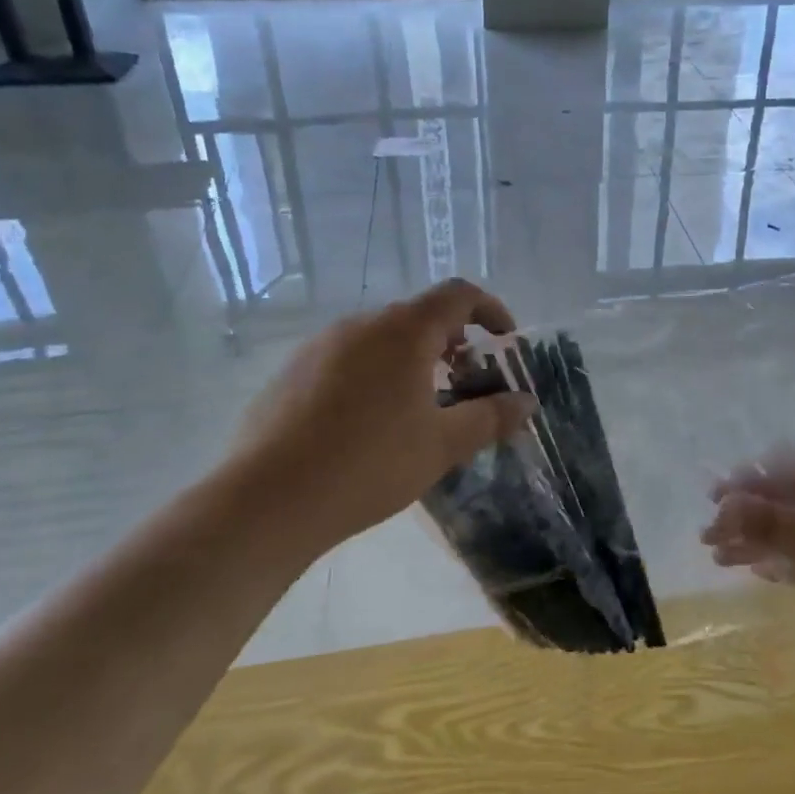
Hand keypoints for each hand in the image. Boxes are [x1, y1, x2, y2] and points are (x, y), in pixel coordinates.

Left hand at [229, 279, 535, 555]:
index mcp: (404, 331)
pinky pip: (347, 357)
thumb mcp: (442, 445)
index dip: (490, 309)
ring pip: (381, 336)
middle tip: (465, 381)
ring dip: (411, 357)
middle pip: (419, 315)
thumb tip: (526, 402)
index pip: (458, 294)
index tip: (504, 339)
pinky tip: (366, 422)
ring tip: (419, 405)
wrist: (267, 499)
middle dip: (452, 340)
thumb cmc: (369, 464)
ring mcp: (320, 345)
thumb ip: (490, 417)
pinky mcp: (291, 371)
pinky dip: (373, 372)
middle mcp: (362, 324)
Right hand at [702, 447, 794, 703]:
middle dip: (749, 514)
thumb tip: (723, 507)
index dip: (751, 478)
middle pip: (791, 497)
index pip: (791, 464)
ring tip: (720, 558)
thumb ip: (779, 524)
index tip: (715, 499)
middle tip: (709, 536)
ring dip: (760, 541)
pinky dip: (784, 563)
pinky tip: (758, 571)